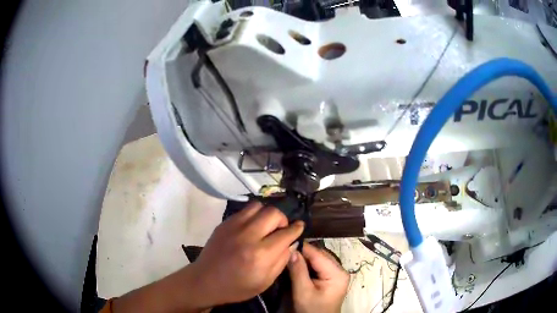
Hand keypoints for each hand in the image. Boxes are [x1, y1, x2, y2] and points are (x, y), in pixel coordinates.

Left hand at [191, 201, 303, 306]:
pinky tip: (252, 227)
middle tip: (281, 230)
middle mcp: (248, 236)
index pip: (286, 233)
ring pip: (259, 206)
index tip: (300, 226)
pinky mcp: (224, 223)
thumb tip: (291, 243)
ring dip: (267, 215)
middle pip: (273, 213)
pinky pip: (244, 210)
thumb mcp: (265, 282)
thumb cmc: (237, 287)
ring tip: (266, 227)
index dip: (297, 228)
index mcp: (261, 255)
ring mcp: (234, 227)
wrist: (205, 281)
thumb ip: (281, 261)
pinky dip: (253, 215)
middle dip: (283, 220)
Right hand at [288, 244, 349, 312]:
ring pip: (318, 259)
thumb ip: (298, 271)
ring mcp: (337, 273)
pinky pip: (319, 265)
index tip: (286, 243)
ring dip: (304, 258)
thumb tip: (292, 250)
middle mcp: (340, 269)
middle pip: (320, 255)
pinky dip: (308, 264)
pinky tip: (297, 265)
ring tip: (289, 256)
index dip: (302, 248)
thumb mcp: (303, 292)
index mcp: (337, 273)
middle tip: (285, 251)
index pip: (318, 254)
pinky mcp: (332, 277)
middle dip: (303, 253)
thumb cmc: (312, 310)